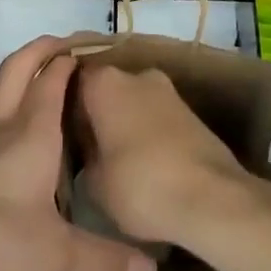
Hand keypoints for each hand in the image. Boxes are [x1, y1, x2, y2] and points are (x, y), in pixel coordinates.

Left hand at [0, 37, 158, 270]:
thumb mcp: (57, 256)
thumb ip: (104, 259)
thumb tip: (151, 268)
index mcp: (32, 131)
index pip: (53, 76)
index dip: (73, 56)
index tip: (99, 50)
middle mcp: (4, 128)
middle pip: (19, 67)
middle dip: (43, 48)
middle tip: (70, 47)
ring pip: (4, 93)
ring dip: (26, 79)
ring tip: (55, 92)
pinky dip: (15, 115)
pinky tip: (28, 147)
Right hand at [74, 62, 266, 248]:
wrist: (211, 197)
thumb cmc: (141, 185)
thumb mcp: (94, 185)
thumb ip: (83, 159)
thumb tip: (87, 153)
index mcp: (105, 82)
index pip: (72, 80)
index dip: (63, 107)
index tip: (58, 134)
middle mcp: (134, 74)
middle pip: (104, 89)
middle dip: (95, 115)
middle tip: (85, 150)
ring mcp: (166, 89)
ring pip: (132, 101)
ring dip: (123, 123)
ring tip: (115, 161)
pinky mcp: (189, 109)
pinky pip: (155, 115)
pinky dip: (146, 133)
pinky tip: (144, 165)